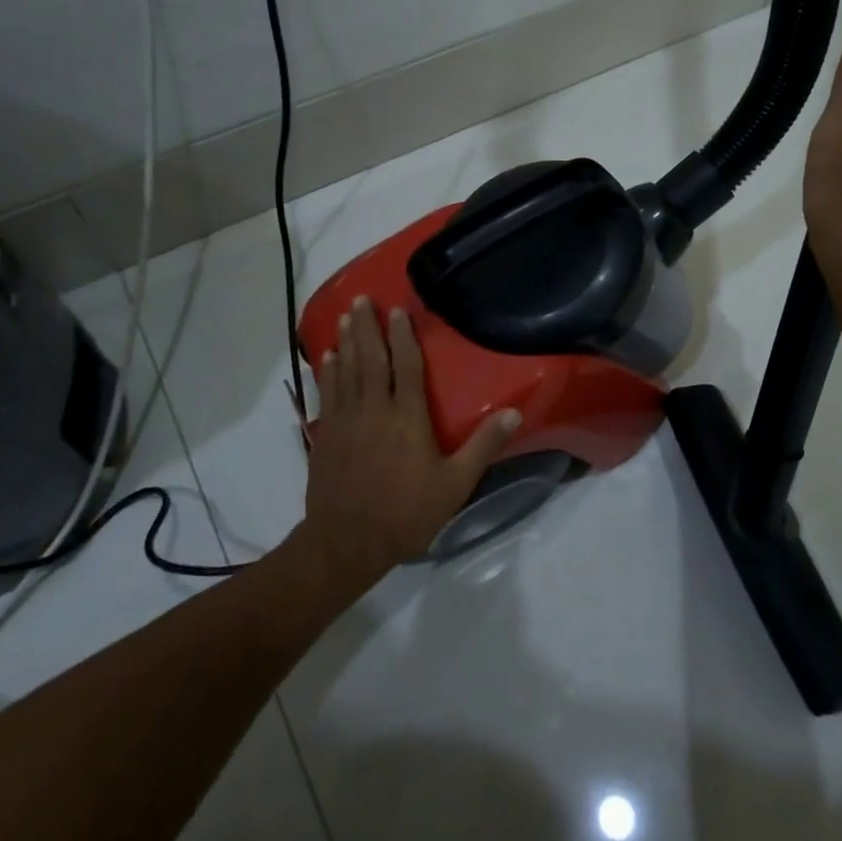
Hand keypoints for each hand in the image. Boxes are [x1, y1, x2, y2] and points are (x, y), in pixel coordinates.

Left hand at [302, 296, 520, 580]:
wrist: (348, 541)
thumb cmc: (407, 512)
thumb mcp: (455, 483)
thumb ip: (483, 446)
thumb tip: (515, 412)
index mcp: (407, 416)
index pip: (405, 366)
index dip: (403, 336)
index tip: (398, 312)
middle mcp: (374, 409)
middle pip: (370, 359)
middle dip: (367, 327)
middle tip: (362, 299)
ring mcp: (345, 420)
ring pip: (346, 370)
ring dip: (345, 341)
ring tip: (345, 316)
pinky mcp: (325, 435)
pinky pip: (327, 394)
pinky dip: (327, 372)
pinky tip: (326, 358)